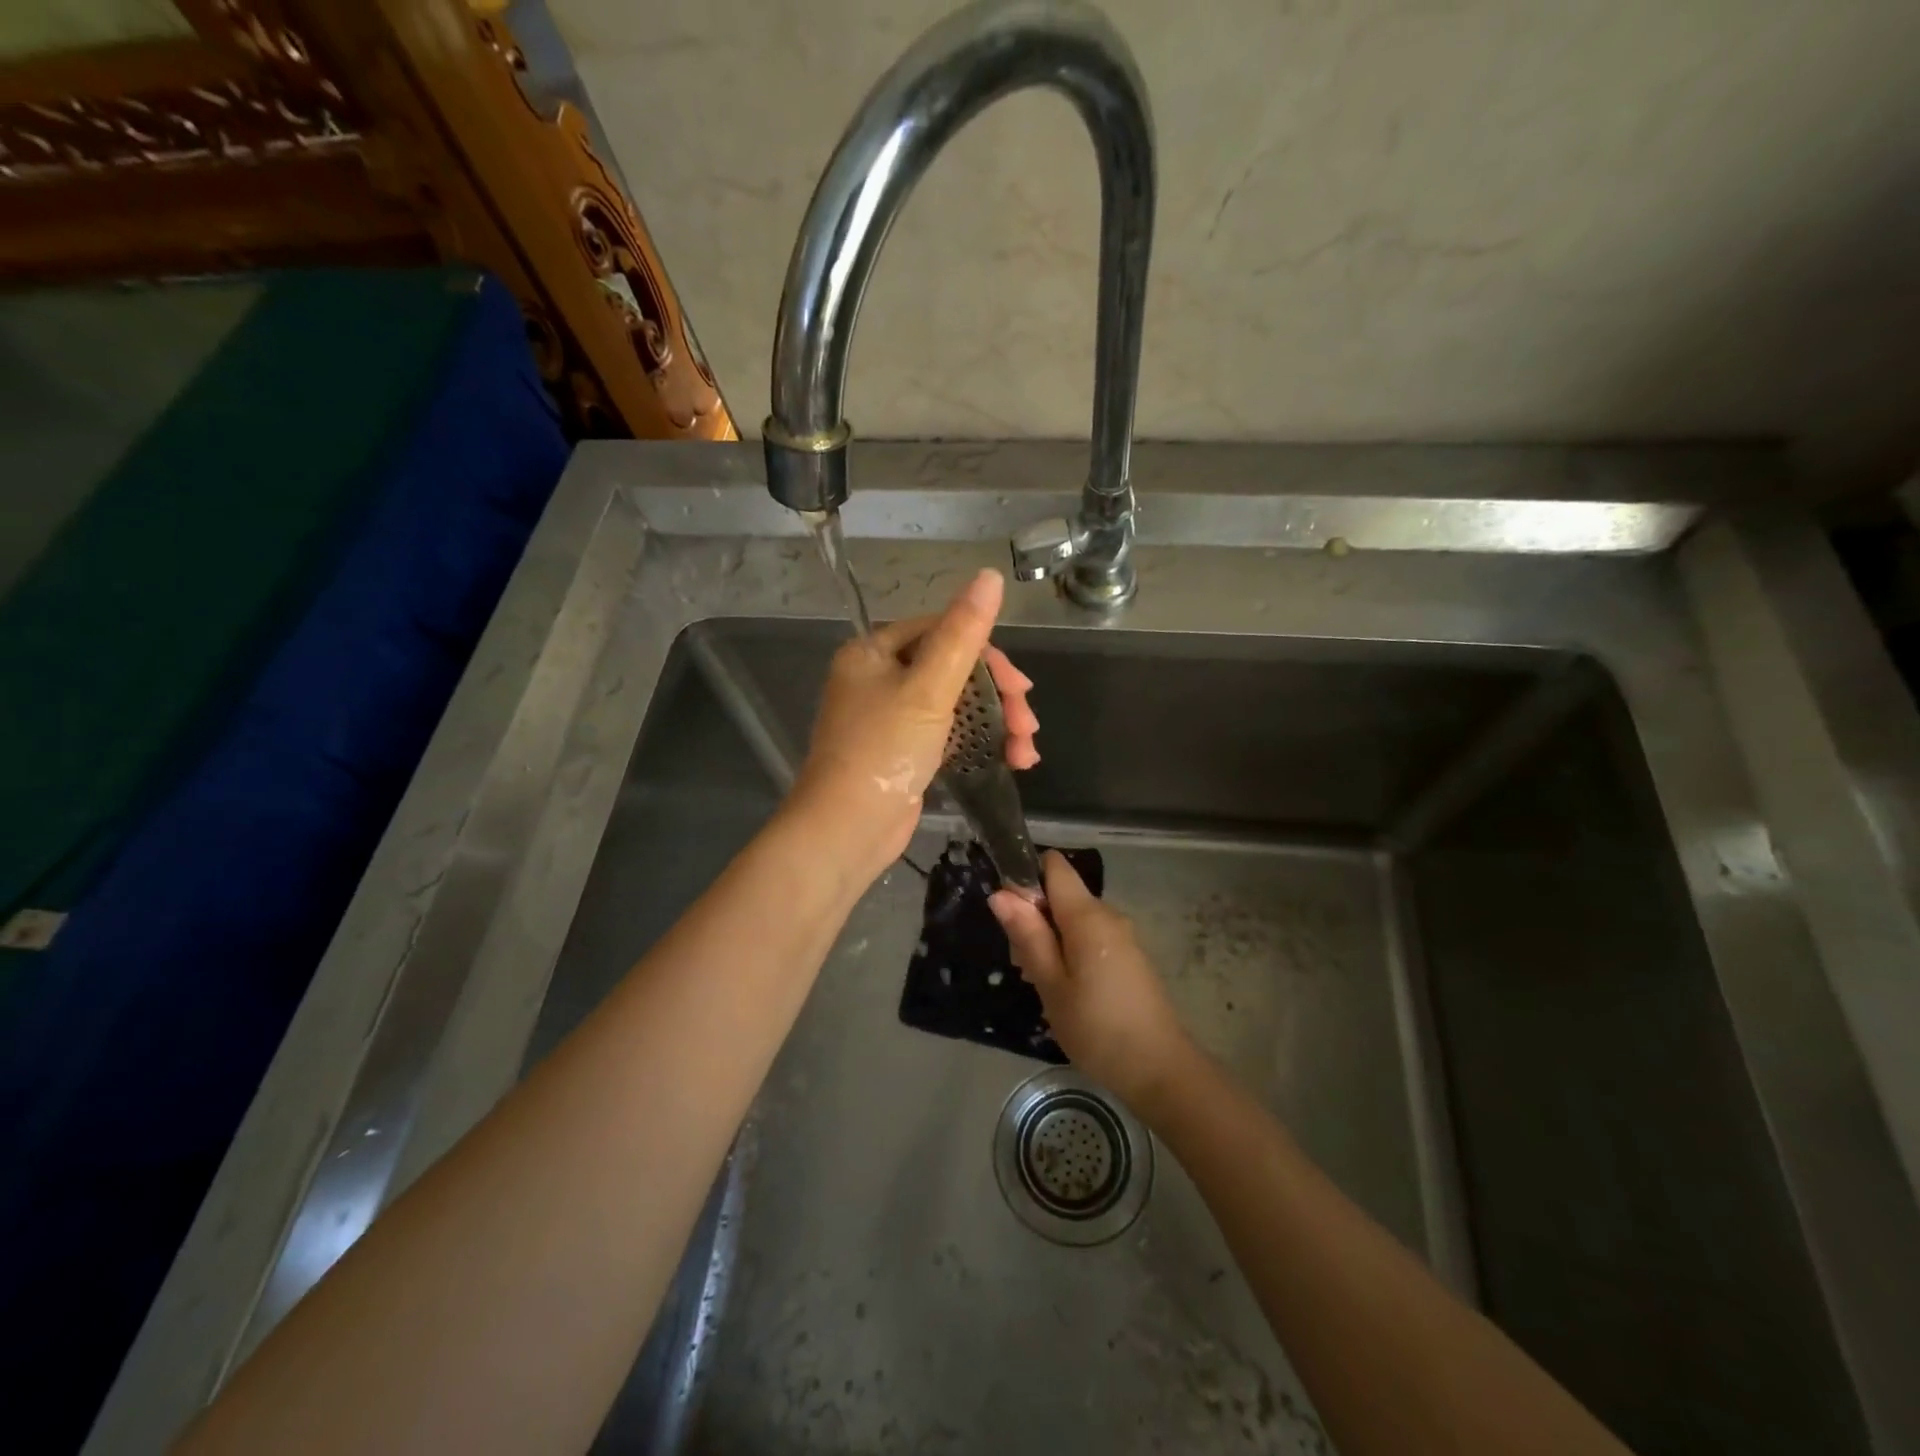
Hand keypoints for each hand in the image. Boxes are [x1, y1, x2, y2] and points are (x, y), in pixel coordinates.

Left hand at [788, 568, 1037, 883]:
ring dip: (997, 723)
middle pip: (954, 668)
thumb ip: (962, 633)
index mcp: (874, 652)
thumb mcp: (929, 688)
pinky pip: (951, 733)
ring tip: (1026, 752)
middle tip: (1027, 723)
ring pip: (957, 704)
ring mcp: (892, 717)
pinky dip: (981, 743)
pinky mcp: (906, 751)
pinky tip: (1013, 760)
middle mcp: (879, 678)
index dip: (987, 654)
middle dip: (998, 696)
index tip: (1021, 687)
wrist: (847, 829)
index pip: (941, 631)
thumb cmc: (883, 750)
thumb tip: (990, 575)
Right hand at [990, 852, 1197, 1113]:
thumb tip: (1001, 894)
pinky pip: (1090, 938)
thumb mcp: (1051, 984)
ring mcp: (1122, 936)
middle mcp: (1108, 915)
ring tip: (1040, 983)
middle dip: (1033, 918)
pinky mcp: (1128, 957)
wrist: (1160, 1070)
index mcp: (1088, 916)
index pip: (1055, 867)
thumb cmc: (1097, 1028)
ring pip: (1073, 919)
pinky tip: (1064, 991)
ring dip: (1049, 939)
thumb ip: (1028, 935)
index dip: (1027, 877)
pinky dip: (1069, 952)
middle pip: (1061, 895)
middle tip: (1021, 965)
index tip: (1009, 913)